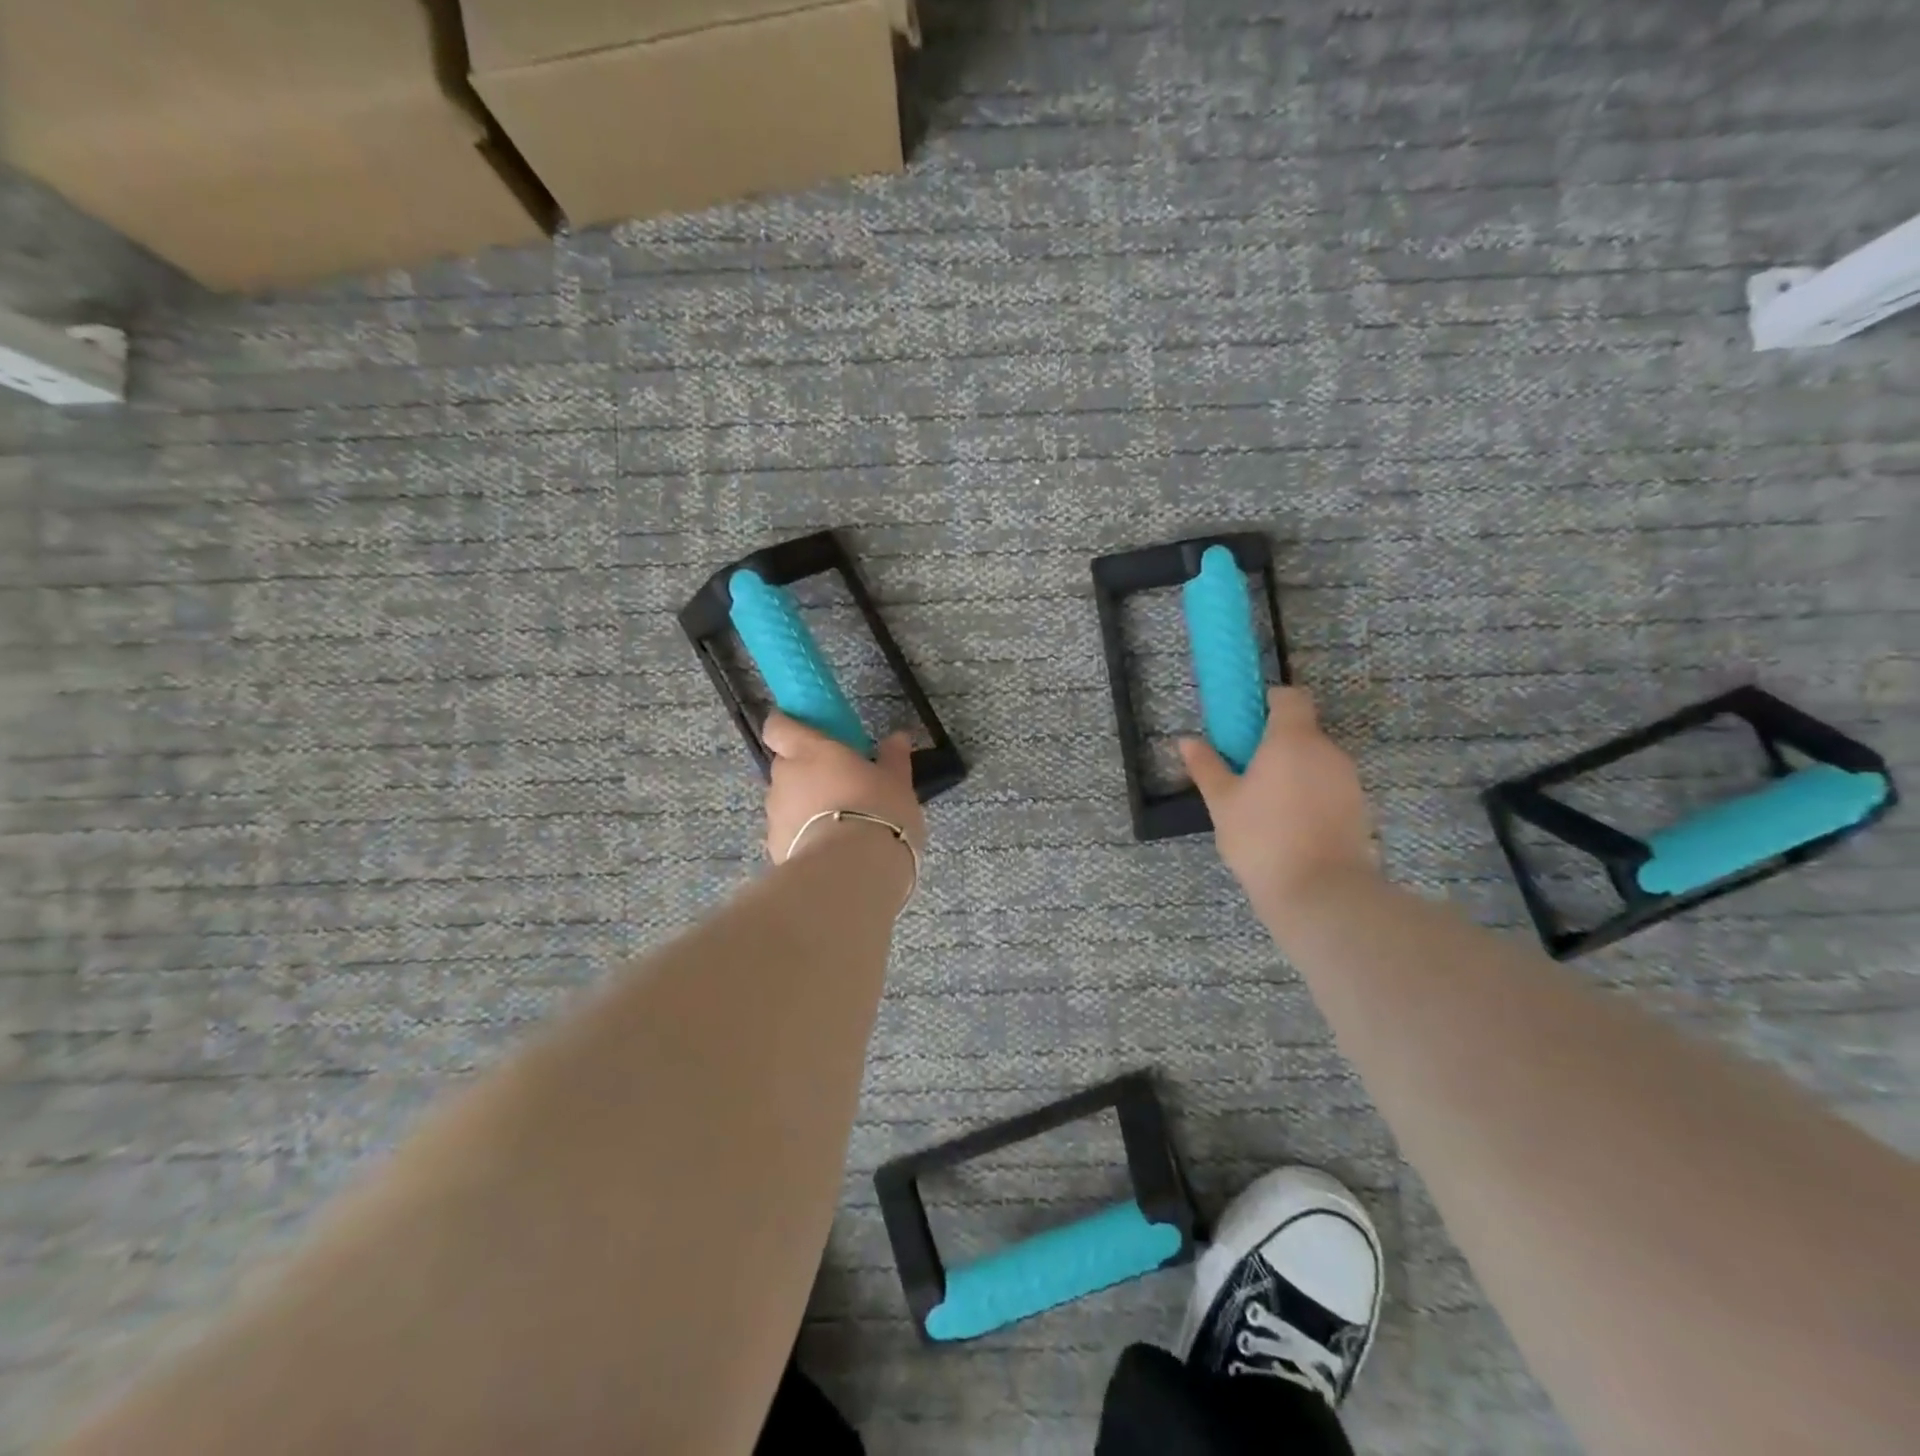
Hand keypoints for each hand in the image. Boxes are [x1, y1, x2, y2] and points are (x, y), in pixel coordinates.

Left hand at [761, 712, 926, 863]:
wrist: (851, 872)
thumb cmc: (877, 811)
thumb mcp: (897, 783)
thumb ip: (893, 758)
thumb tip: (898, 737)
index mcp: (811, 751)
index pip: (779, 726)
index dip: (786, 725)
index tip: (804, 731)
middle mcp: (785, 777)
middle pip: (785, 764)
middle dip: (804, 771)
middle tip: (837, 784)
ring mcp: (775, 814)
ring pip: (786, 801)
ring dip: (804, 805)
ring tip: (838, 824)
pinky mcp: (775, 848)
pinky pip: (789, 833)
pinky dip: (804, 836)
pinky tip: (830, 851)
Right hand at [1180, 686, 1378, 915]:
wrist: (1320, 892)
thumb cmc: (1261, 838)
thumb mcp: (1222, 802)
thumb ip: (1206, 766)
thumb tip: (1186, 741)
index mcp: (1292, 739)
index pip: (1290, 697)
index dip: (1269, 703)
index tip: (1246, 725)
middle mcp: (1327, 751)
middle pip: (1302, 731)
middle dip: (1275, 745)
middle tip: (1245, 773)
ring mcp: (1348, 780)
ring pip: (1316, 762)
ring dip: (1293, 772)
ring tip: (1265, 806)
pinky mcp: (1359, 808)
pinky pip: (1329, 788)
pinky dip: (1310, 796)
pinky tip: (1289, 826)